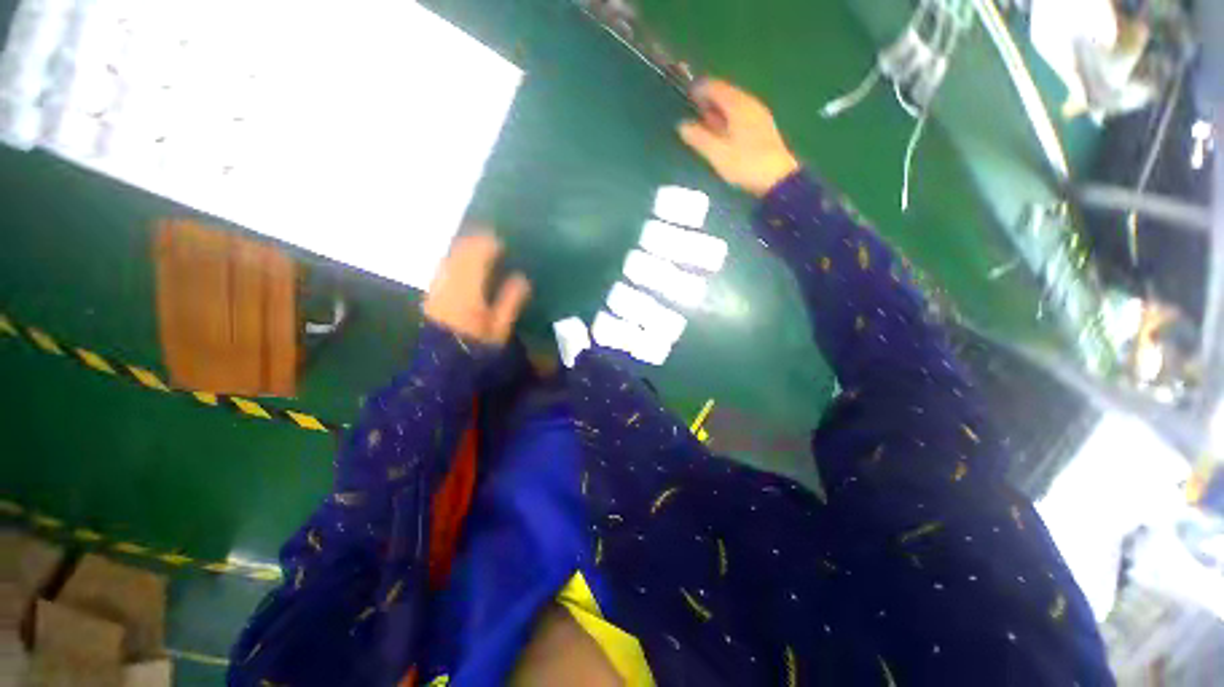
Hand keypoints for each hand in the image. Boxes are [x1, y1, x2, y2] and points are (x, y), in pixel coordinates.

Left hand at [423, 233, 531, 345]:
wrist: (443, 363)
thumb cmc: (477, 345)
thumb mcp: (500, 327)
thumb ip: (511, 301)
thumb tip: (522, 278)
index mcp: (469, 288)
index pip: (478, 255)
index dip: (489, 243)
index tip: (502, 239)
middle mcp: (449, 281)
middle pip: (460, 251)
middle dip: (475, 240)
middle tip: (491, 237)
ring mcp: (437, 286)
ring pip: (449, 256)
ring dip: (463, 247)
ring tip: (478, 245)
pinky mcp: (432, 293)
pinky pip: (443, 266)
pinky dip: (454, 258)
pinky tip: (463, 261)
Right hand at [678, 79, 799, 196]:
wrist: (777, 178)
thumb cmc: (745, 164)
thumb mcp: (717, 153)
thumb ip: (698, 138)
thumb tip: (682, 125)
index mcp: (737, 105)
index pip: (715, 87)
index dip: (699, 89)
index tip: (686, 95)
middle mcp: (749, 103)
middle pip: (726, 93)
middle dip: (709, 99)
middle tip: (693, 108)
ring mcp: (758, 115)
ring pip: (734, 104)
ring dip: (718, 109)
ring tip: (704, 121)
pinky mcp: (763, 127)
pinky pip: (741, 114)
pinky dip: (728, 118)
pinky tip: (722, 131)